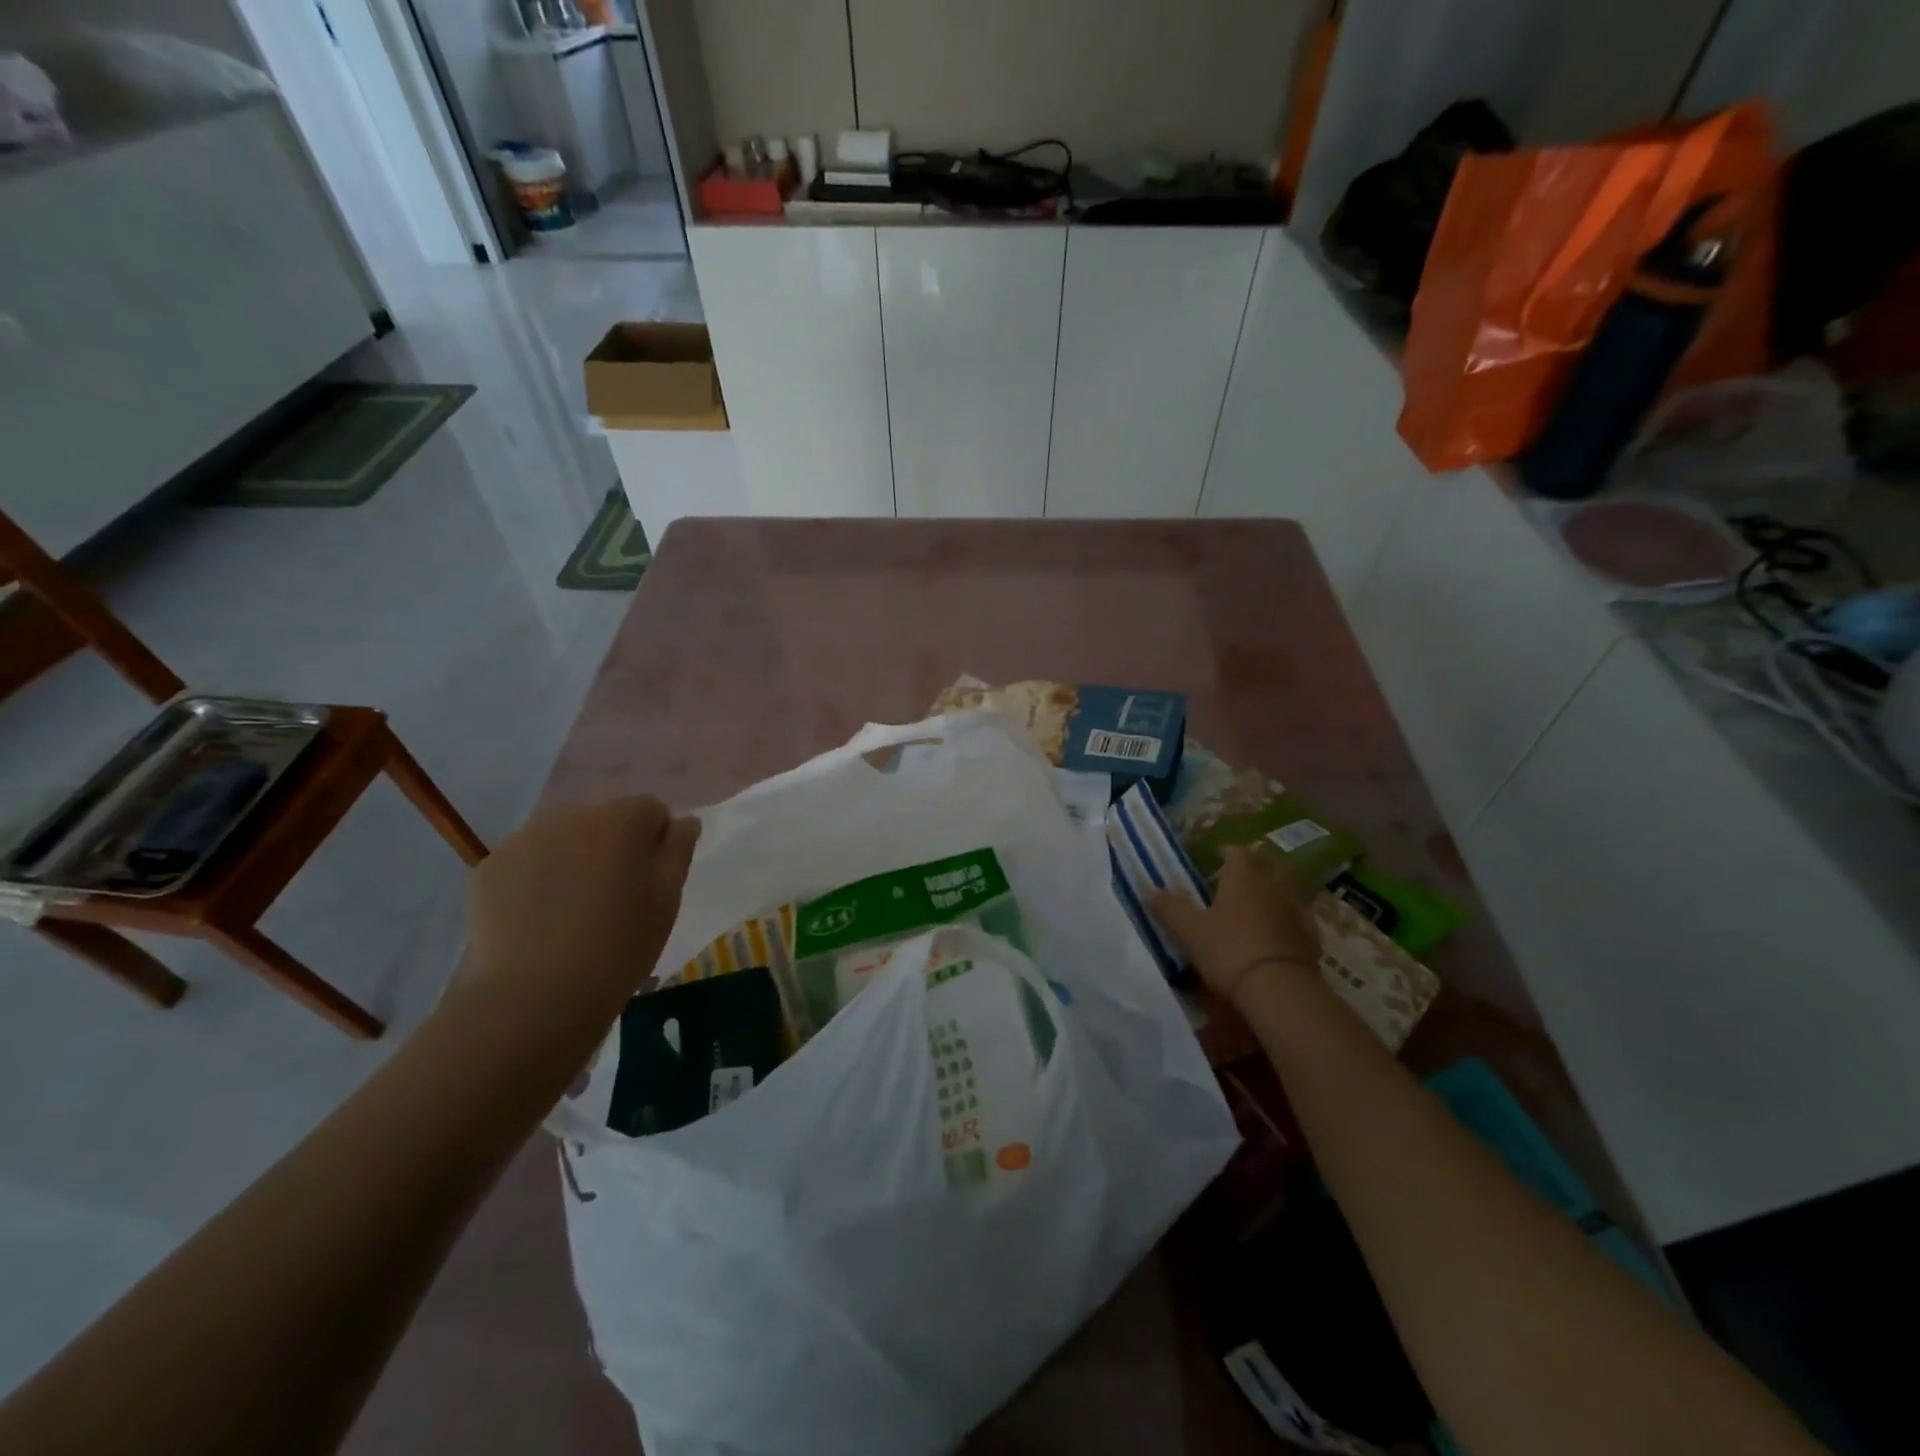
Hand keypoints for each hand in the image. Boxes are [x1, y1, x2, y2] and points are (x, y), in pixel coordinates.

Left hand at [467, 796, 699, 1013]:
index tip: (651, 882)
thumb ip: (678, 850)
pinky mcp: (489, 868)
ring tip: (572, 912)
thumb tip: (684, 821)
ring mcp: (523, 839)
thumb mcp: (667, 900)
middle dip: (612, 847)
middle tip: (613, 898)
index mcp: (621, 819)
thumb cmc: (619, 945)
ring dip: (573, 861)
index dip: (657, 842)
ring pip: (562, 839)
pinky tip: (538, 920)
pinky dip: (535, 881)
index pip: (651, 810)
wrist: (536, 996)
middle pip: (604, 820)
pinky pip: (525, 862)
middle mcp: (571, 815)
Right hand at [1149, 846, 1320, 1006]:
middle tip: (1230, 890)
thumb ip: (1170, 907)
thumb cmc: (1229, 950)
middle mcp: (1273, 886)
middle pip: (1262, 870)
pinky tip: (1271, 942)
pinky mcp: (1311, 939)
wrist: (1281, 991)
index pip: (1236, 852)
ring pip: (1280, 896)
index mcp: (1243, 877)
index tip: (1214, 861)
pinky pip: (1293, 923)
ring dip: (1267, 901)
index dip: (1225, 854)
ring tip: (1250, 917)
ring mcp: (1296, 911)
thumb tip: (1150, 890)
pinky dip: (1282, 926)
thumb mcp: (1189, 931)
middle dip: (1248, 877)